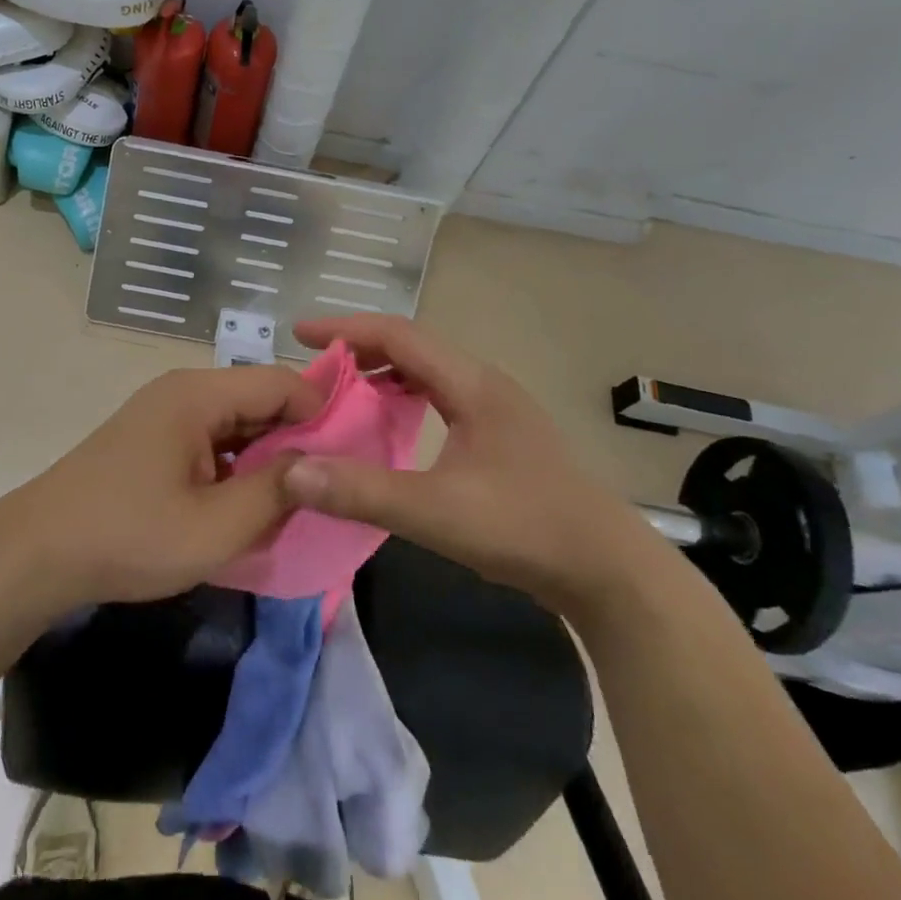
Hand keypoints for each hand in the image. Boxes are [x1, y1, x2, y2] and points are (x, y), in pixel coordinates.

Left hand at [4, 365, 325, 609]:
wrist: (37, 553)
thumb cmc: (129, 535)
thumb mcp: (214, 526)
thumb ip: (276, 492)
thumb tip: (320, 464)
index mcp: (199, 394)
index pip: (281, 382)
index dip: (321, 414)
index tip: (348, 459)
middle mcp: (183, 391)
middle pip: (258, 398)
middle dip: (296, 439)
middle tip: (327, 485)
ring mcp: (164, 414)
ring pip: (236, 422)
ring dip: (265, 456)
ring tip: (294, 499)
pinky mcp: (153, 440)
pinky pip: (211, 441)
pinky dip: (236, 466)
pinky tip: (247, 503)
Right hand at [282, 315, 646, 610]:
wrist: (608, 570)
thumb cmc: (525, 528)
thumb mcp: (436, 511)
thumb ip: (362, 491)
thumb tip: (292, 473)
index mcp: (471, 383)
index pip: (398, 335)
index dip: (345, 328)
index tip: (299, 334)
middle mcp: (483, 383)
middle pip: (411, 347)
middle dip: (359, 350)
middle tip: (314, 369)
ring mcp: (496, 408)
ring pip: (427, 372)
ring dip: (382, 374)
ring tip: (342, 394)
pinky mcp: (500, 435)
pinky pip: (439, 397)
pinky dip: (403, 400)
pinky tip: (389, 427)